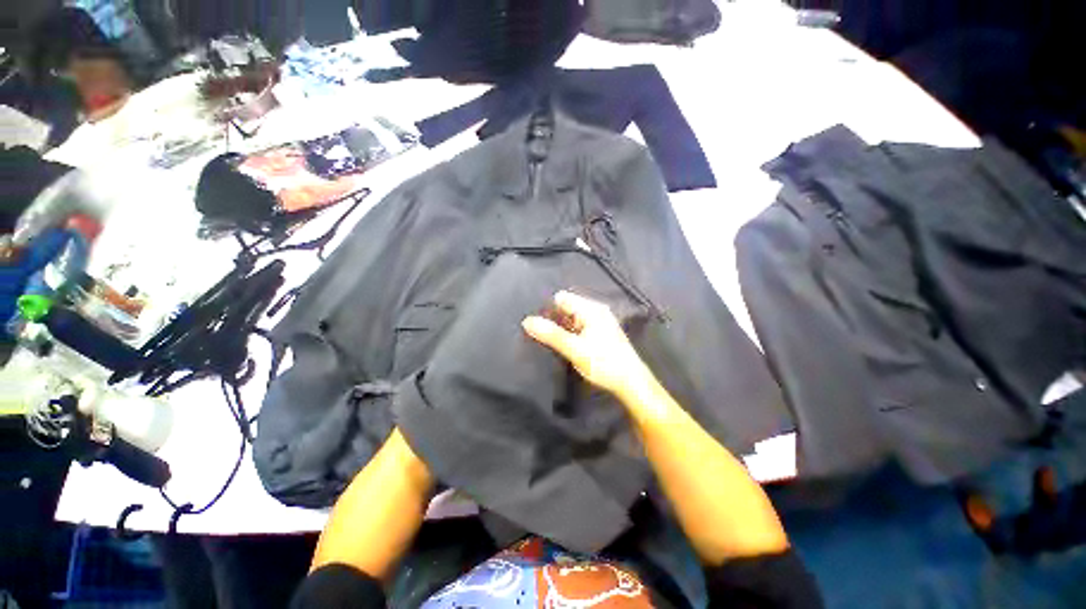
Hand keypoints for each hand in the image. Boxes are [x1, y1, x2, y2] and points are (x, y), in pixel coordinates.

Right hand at [522, 291, 651, 398]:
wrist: (631, 382)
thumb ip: (551, 334)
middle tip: (541, 336)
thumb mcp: (574, 349)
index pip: (562, 299)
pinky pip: (580, 327)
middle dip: (554, 319)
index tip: (537, 325)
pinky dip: (571, 334)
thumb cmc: (604, 363)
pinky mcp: (601, 333)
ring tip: (552, 342)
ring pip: (573, 319)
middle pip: (567, 308)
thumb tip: (527, 321)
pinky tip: (566, 346)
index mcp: (591, 309)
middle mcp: (596, 311)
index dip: (548, 309)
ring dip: (562, 328)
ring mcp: (600, 322)